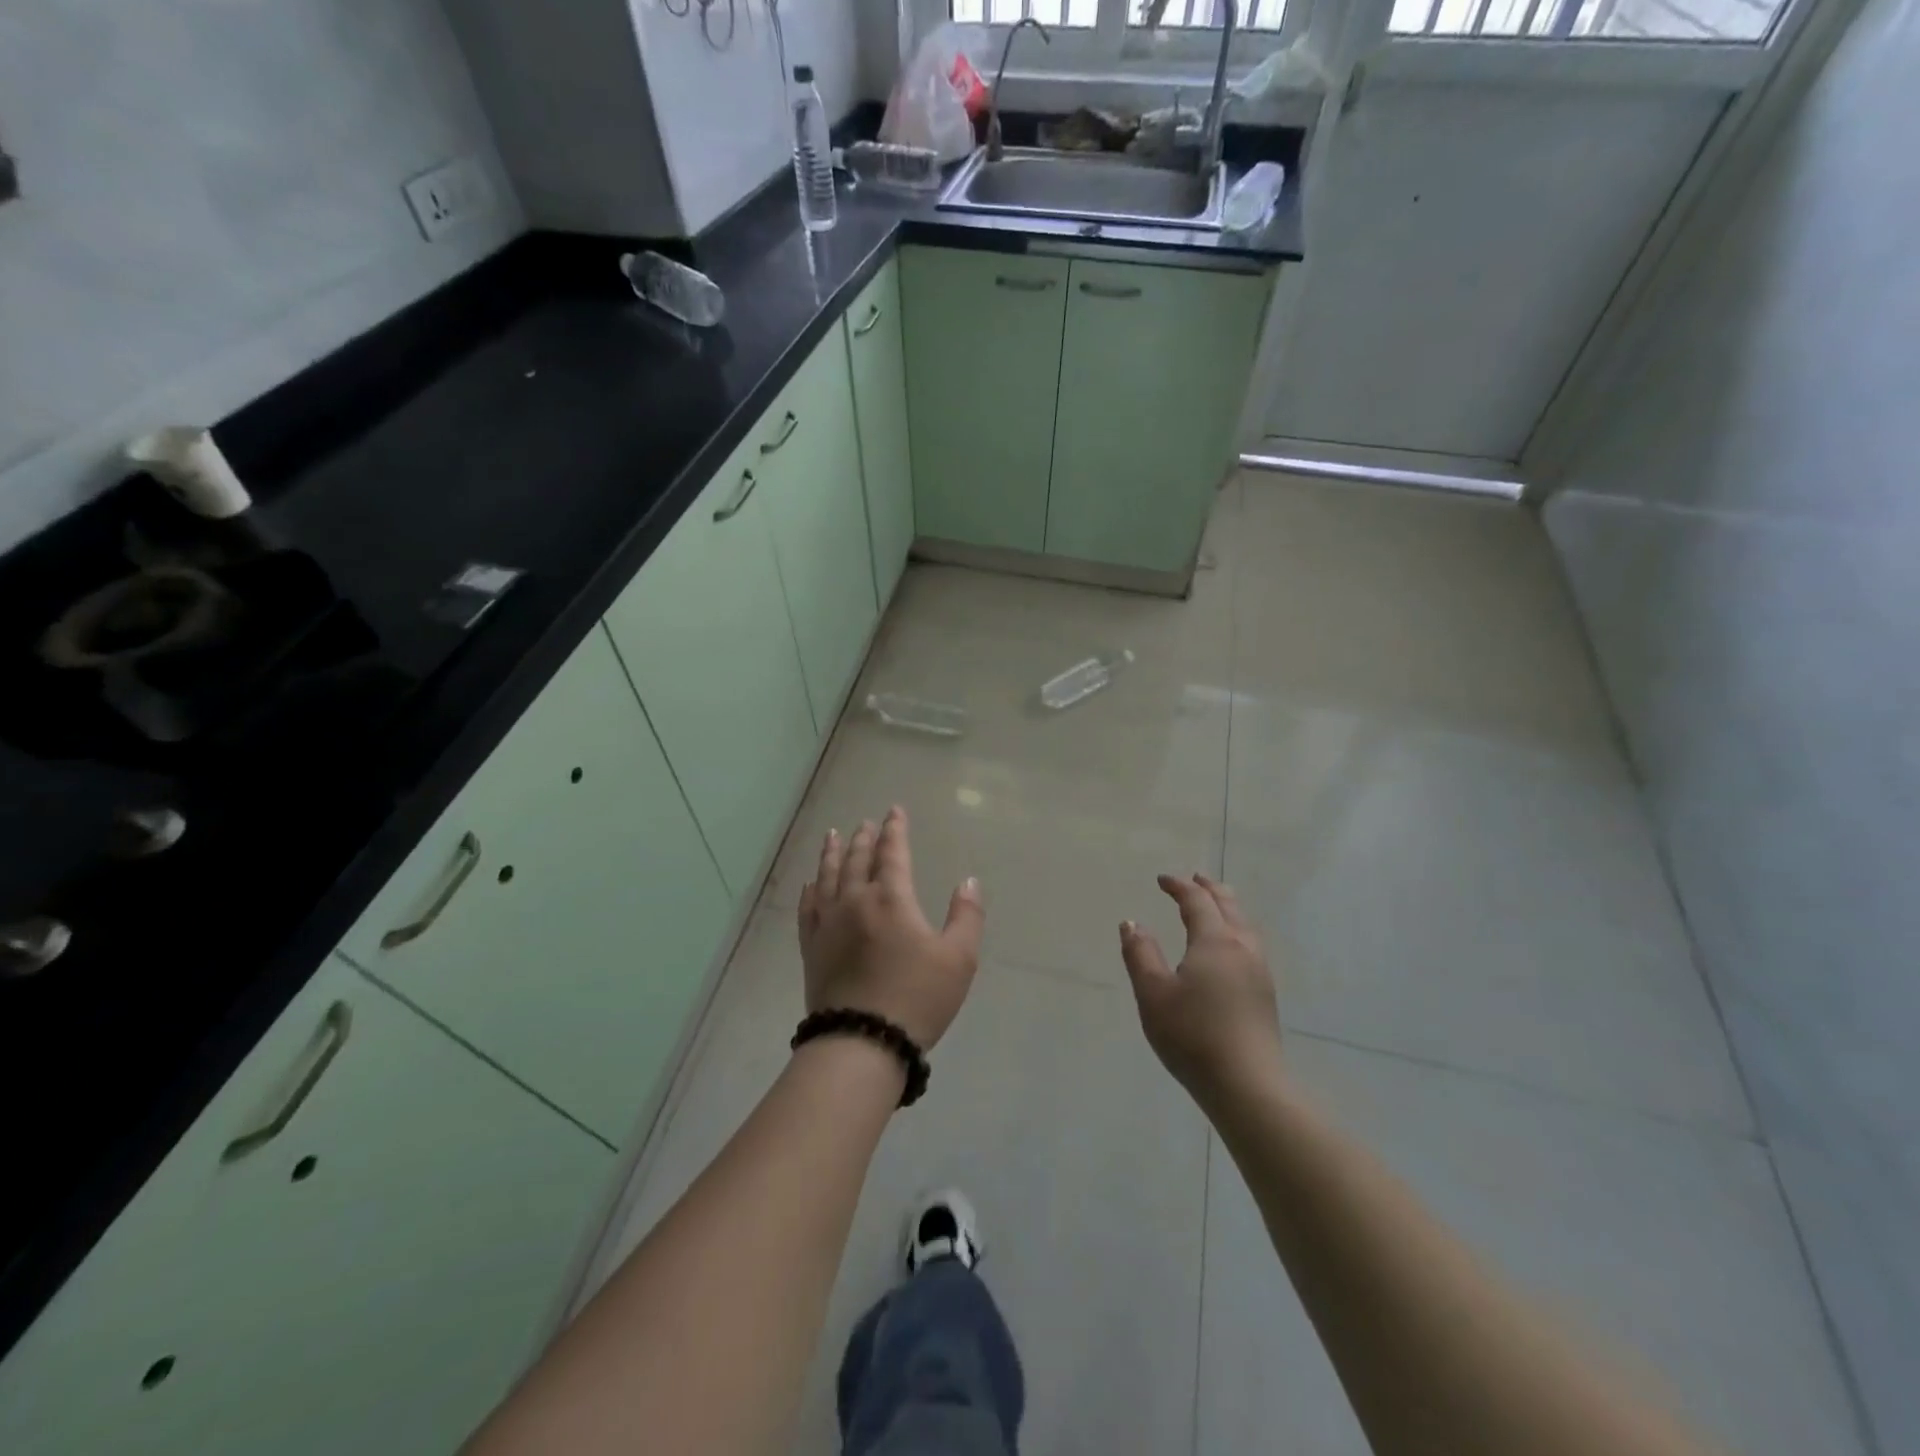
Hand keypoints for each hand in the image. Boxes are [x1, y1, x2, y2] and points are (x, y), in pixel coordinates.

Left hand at [798, 806, 985, 1049]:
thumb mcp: (958, 959)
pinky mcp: (811, 948)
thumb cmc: (916, 998)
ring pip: (828, 877)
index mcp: (891, 899)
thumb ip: (966, 915)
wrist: (861, 1042)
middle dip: (864, 838)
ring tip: (833, 836)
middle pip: (857, 860)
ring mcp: (827, 924)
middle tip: (865, 823)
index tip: (894, 811)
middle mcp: (855, 901)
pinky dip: (810, 890)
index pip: (892, 853)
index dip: (894, 830)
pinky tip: (810, 884)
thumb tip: (968, 881)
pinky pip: (807, 908)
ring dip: (832, 854)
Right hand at [1120, 873, 1282, 1108]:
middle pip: (1229, 906)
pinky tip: (1230, 948)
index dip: (1179, 886)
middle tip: (1195, 879)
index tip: (1162, 880)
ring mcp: (1259, 972)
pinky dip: (1236, 929)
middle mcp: (1242, 948)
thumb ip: (1140, 954)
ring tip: (1215, 906)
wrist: (1248, 1085)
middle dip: (1210, 889)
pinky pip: (1251, 944)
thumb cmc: (1193, 1034)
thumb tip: (1131, 922)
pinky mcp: (1265, 994)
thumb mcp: (1153, 993)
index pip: (1197, 901)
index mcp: (1215, 941)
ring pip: (1245, 925)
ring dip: (1227, 908)